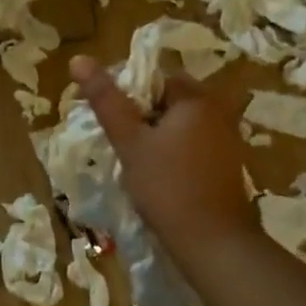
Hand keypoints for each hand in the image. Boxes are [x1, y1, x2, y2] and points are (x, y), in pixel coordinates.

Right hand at [68, 54, 255, 255]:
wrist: (215, 245)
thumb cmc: (168, 187)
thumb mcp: (130, 142)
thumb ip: (106, 100)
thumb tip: (78, 59)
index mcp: (196, 98)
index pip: (154, 76)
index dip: (126, 90)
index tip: (106, 114)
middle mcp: (217, 112)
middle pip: (168, 99)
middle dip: (140, 114)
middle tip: (117, 138)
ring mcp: (227, 140)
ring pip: (179, 124)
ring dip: (155, 135)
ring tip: (131, 157)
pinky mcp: (227, 165)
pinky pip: (192, 144)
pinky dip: (173, 152)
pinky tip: (156, 175)